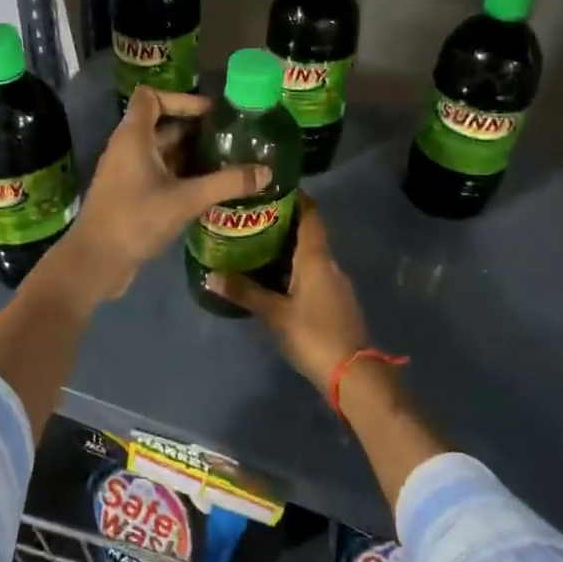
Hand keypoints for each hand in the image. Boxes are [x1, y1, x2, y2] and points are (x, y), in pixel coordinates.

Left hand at [65, 87, 269, 301]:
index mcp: (133, 136)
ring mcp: (126, 173)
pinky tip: (208, 188)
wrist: (96, 260)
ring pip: (161, 152)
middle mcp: (127, 148)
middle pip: (161, 125)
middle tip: (230, 137)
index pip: (152, 97)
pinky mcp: (129, 195)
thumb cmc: (135, 219)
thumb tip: (267, 172)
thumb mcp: (185, 199)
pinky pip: (158, 174)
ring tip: (226, 161)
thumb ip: (226, 183)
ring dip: (190, 154)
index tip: (211, 113)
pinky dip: (181, 175)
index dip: (181, 98)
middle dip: (194, 129)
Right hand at [206, 194, 366, 392]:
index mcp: (316, 258)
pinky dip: (293, 268)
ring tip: (254, 244)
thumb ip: (244, 292)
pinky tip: (273, 277)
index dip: (295, 197)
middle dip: (283, 222)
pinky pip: (312, 273)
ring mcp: (335, 283)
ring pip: (309, 255)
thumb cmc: (313, 334)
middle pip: (308, 233)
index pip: (310, 215)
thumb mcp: (274, 313)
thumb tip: (211, 274)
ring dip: (287, 247)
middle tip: (250, 217)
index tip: (271, 187)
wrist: (352, 374)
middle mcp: (328, 263)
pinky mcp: (335, 301)